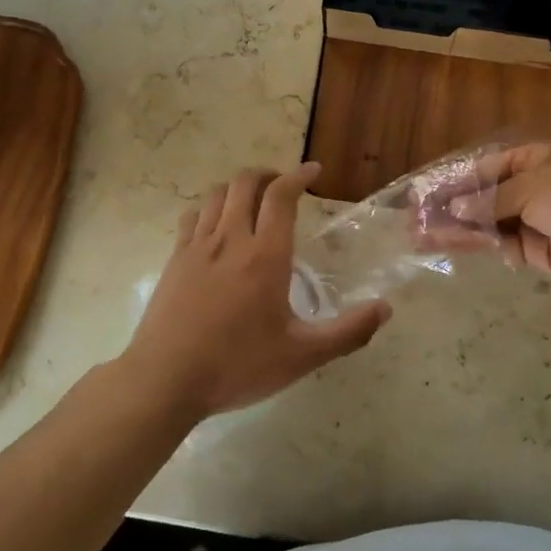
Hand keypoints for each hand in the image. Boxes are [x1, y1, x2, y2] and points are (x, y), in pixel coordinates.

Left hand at [122, 162, 390, 417]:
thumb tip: (385, 309)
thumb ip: (347, 332)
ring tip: (253, 200)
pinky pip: (192, 215)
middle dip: (268, 174)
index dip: (298, 176)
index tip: (313, 170)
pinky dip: (210, 207)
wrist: (165, 380)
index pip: (281, 196)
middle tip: (284, 187)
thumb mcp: (301, 356)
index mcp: (265, 256)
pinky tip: (217, 225)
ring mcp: (197, 247)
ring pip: (217, 194)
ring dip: (239, 187)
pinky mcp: (175, 259)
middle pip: (245, 183)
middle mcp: (231, 240)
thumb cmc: (238, 366)